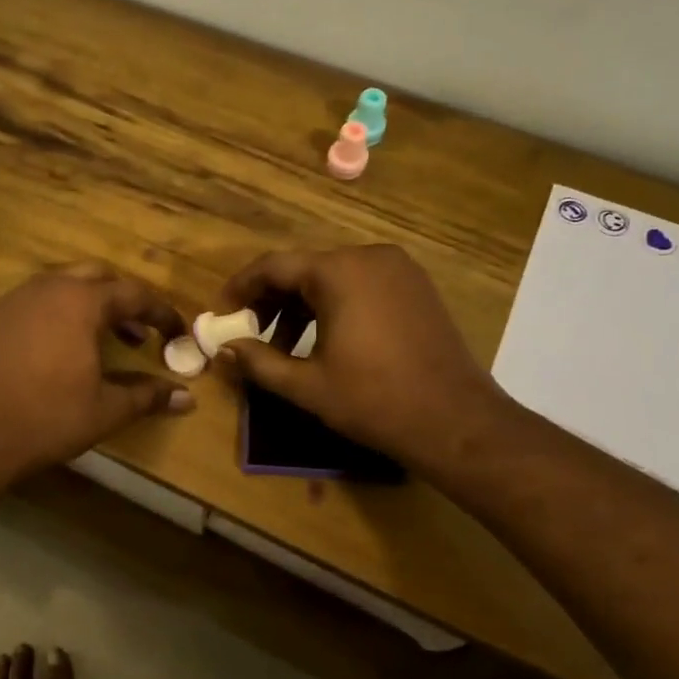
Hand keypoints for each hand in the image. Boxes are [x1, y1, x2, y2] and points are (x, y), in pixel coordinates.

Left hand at [0, 263, 192, 485]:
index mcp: (81, 302)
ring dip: (89, 305)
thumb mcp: (106, 409)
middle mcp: (48, 288)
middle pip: (97, 277)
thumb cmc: (49, 417)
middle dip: (123, 300)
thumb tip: (187, 398)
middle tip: (138, 332)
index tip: (178, 333)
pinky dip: (57, 314)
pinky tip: (59, 348)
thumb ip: (148, 396)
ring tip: (102, 340)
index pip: (134, 294)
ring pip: (62, 286)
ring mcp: (15, 299)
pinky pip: (35, 302)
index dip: (161, 313)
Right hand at [214, 245, 510, 474]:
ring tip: (285, 347)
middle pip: (304, 269)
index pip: (274, 267)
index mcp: (339, 272)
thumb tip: (222, 350)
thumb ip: (258, 362)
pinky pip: (362, 285)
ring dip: (302, 306)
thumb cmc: (374, 400)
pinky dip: (335, 306)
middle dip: (272, 301)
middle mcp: (369, 257)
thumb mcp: (306, 385)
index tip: (222, 314)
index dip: (241, 289)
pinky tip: (326, 341)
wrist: (456, 421)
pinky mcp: (417, 288)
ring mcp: (399, 270)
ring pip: (333, 277)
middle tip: (250, 334)